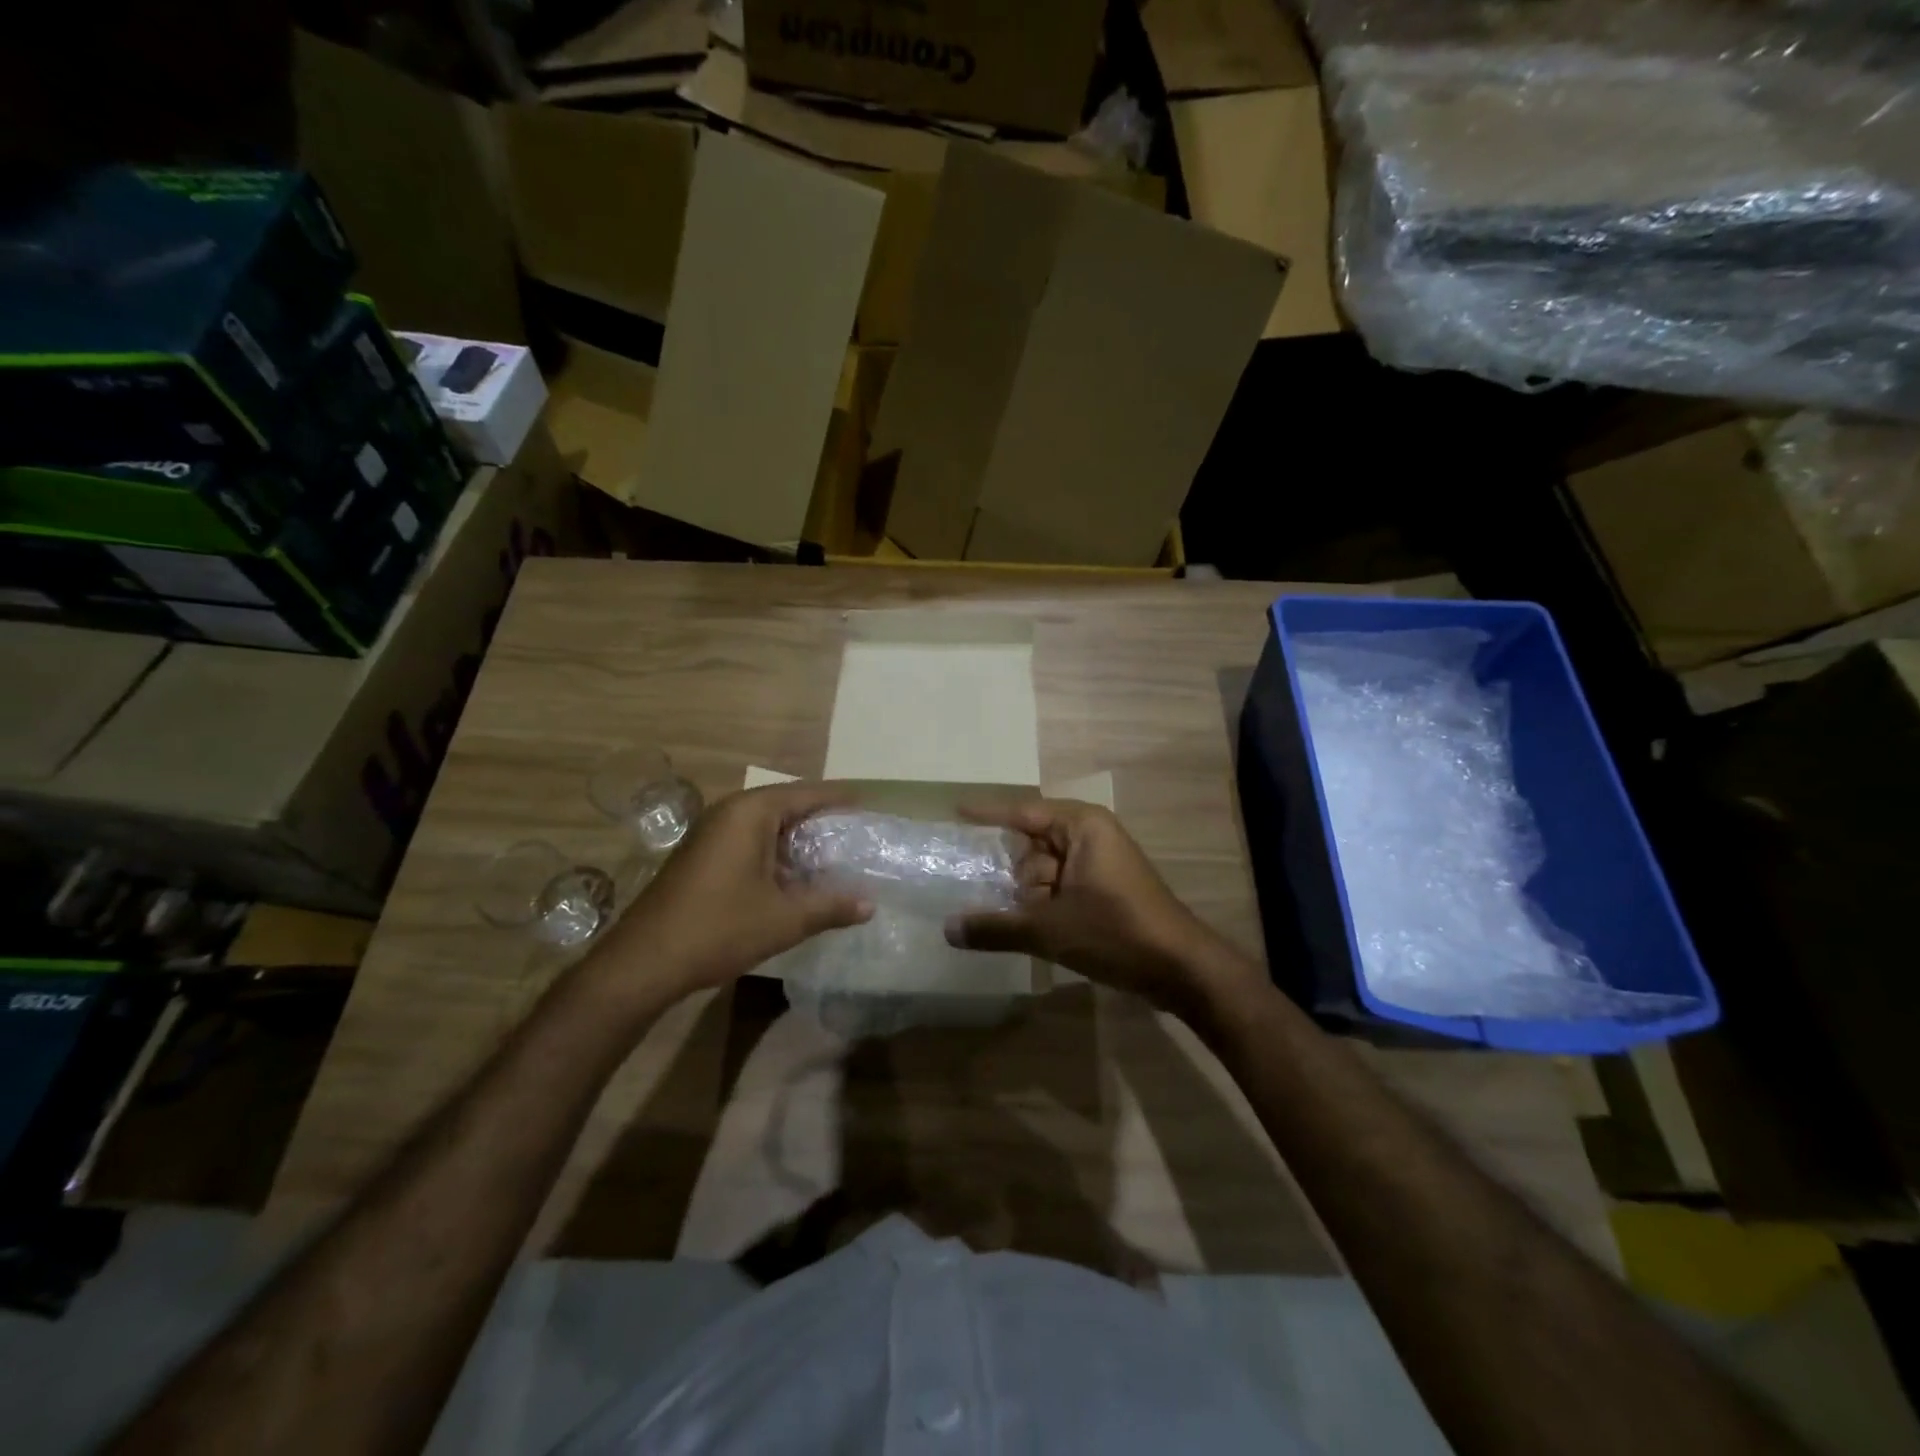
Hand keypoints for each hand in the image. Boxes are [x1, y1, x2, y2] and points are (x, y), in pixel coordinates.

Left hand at [588, 782, 873, 1006]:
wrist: (643, 963)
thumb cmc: (718, 929)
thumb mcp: (784, 919)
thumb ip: (831, 906)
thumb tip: (870, 905)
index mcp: (751, 813)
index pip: (807, 793)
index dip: (840, 799)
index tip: (869, 806)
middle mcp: (729, 812)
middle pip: (787, 804)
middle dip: (821, 819)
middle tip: (856, 835)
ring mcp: (710, 832)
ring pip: (767, 824)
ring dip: (797, 838)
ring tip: (832, 856)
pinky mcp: (701, 854)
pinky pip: (749, 839)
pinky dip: (775, 850)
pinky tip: (793, 876)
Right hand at [943, 798, 1259, 1015]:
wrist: (1181, 968)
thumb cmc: (1116, 932)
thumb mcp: (1049, 930)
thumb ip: (995, 928)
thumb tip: (947, 929)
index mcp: (1081, 826)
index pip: (1023, 813)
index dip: (988, 814)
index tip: (956, 812)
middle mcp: (1091, 836)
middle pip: (1032, 847)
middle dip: (1018, 879)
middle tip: (1003, 904)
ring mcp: (1100, 863)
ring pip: (1045, 872)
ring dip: (1032, 899)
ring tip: (1033, 927)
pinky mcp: (1106, 889)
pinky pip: (1061, 887)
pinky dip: (1046, 906)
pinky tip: (1035, 930)